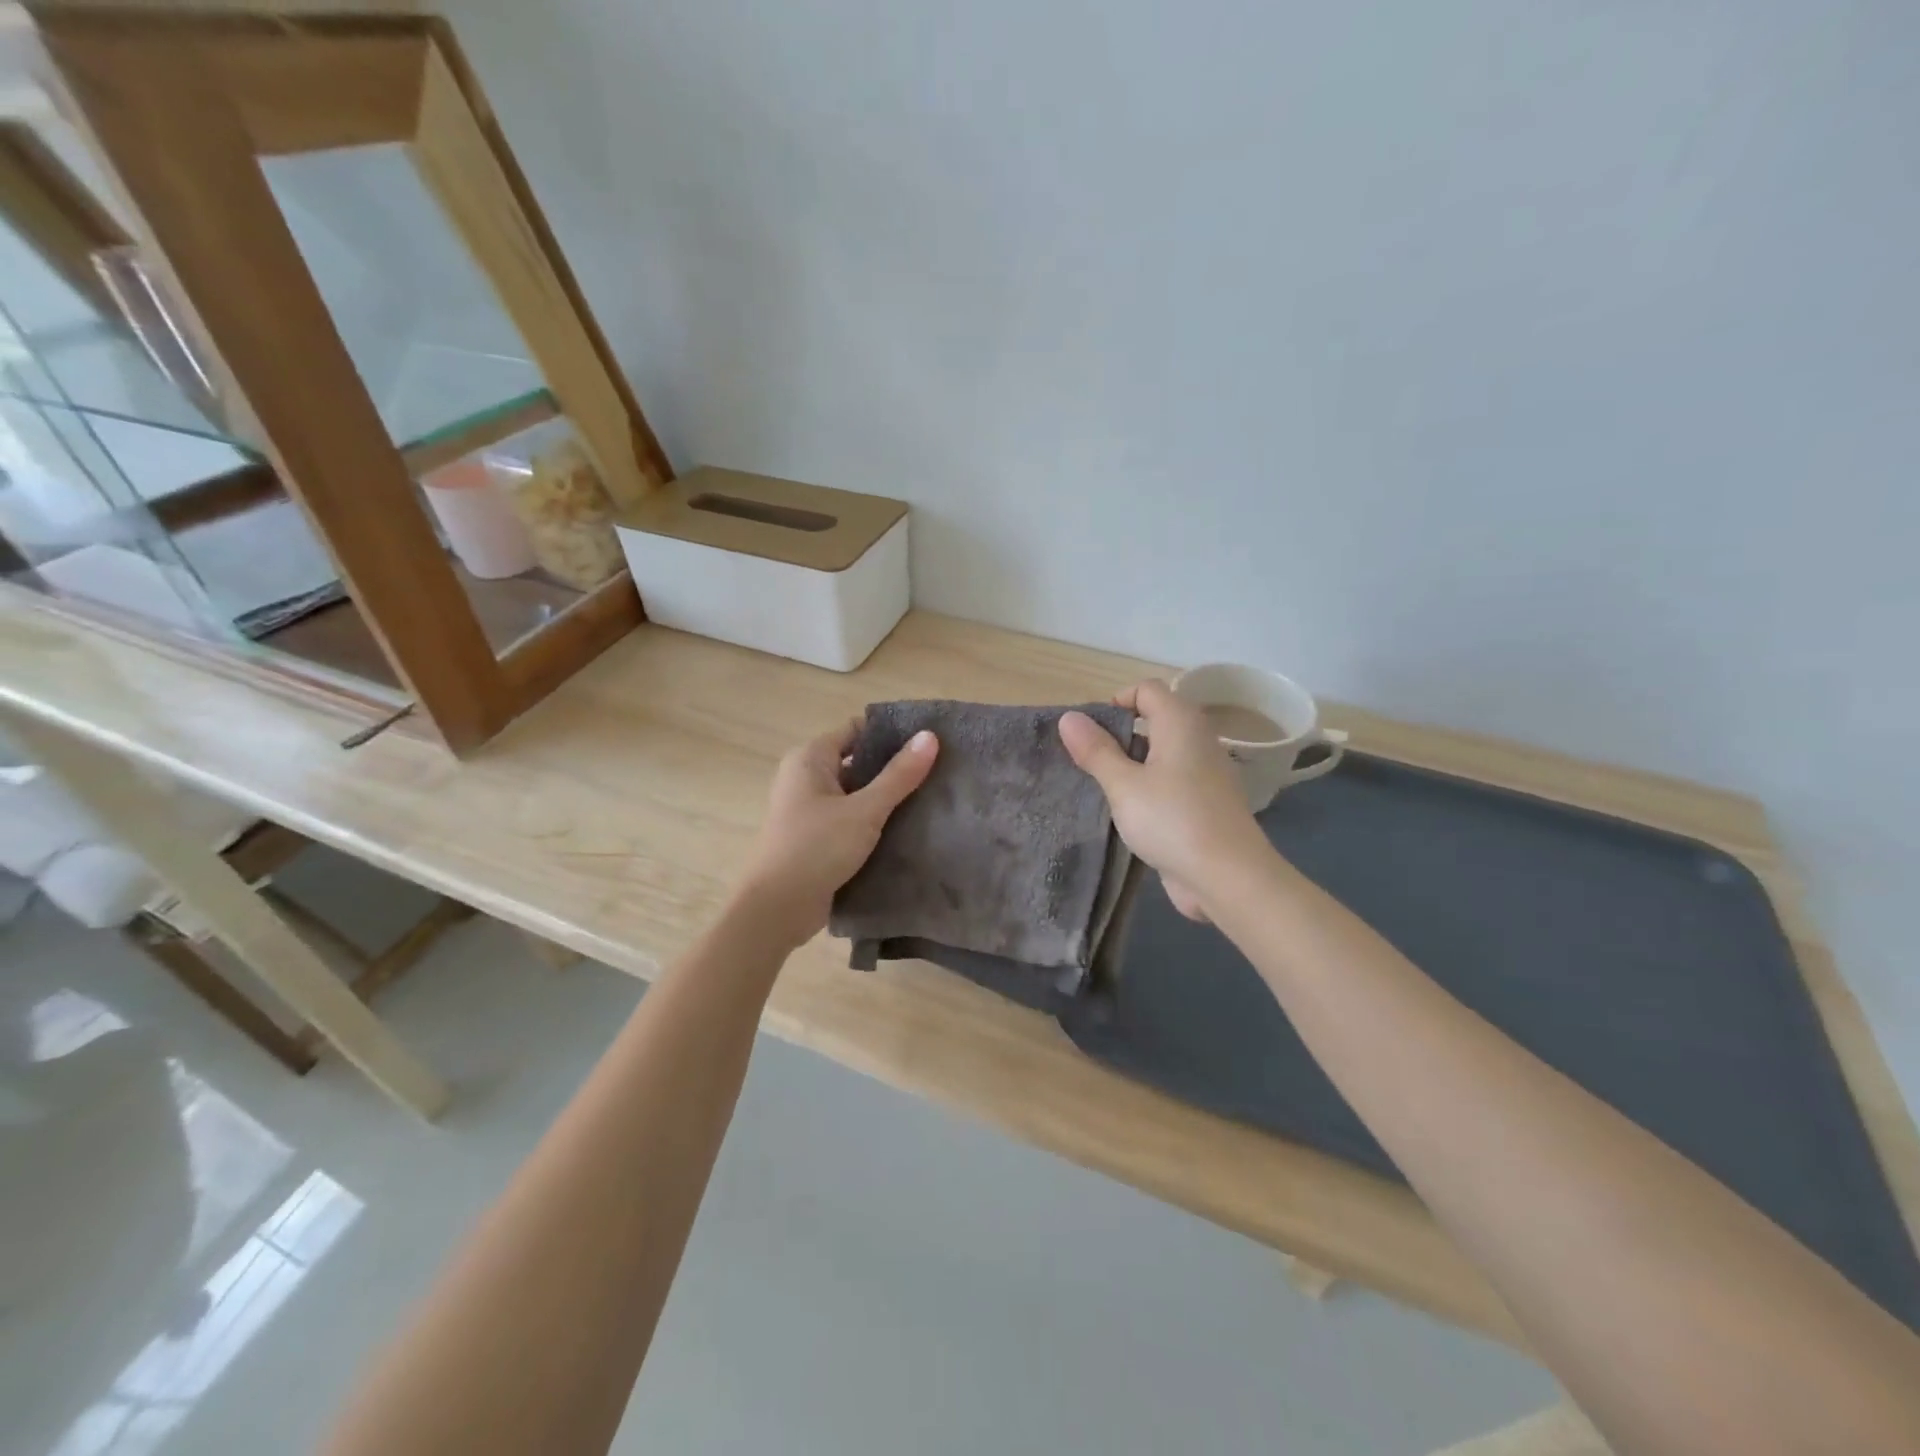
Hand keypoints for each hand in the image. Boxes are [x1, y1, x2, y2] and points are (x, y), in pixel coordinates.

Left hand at [737, 718, 938, 946]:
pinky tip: (908, 829)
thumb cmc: (815, 849)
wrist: (775, 910)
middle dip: (894, 768)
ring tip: (932, 798)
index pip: (856, 730)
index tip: (928, 740)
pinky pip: (851, 820)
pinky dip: (875, 822)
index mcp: (810, 759)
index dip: (891, 732)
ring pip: (857, 794)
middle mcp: (806, 778)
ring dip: (887, 798)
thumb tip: (930, 736)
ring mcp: (810, 810)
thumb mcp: (864, 810)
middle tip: (938, 770)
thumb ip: (899, 775)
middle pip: (858, 762)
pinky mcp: (817, 839)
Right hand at [1059, 679, 1266, 921]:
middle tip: (1089, 761)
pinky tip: (1129, 812)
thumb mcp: (1124, 785)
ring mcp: (1204, 772)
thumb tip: (1069, 717)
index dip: (1116, 701)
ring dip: (1132, 763)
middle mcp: (1197, 739)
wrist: (1229, 877)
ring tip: (1102, 787)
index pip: (1147, 689)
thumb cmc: (1172, 820)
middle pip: (1155, 718)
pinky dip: (1148, 787)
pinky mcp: (1205, 802)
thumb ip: (1096, 750)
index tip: (1090, 733)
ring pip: (1162, 753)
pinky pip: (1171, 780)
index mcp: (1180, 723)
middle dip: (1119, 734)